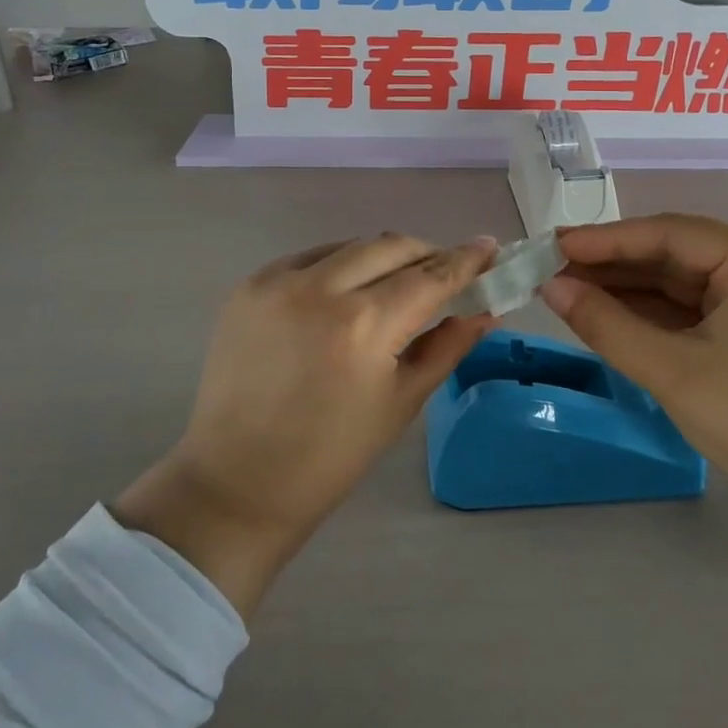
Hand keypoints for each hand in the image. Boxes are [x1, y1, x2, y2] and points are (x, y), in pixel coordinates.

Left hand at [113, 234, 496, 615]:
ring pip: (351, 246)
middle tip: (447, 271)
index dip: (465, 259)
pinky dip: (341, 265)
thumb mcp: (401, 402)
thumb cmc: (330, 456)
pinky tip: (348, 291)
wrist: (237, 481)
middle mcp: (319, 288)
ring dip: (384, 257)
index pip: (429, 276)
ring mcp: (278, 281)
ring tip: (398, 283)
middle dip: (426, 253)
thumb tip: (487, 310)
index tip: (489, 247)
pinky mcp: (250, 285)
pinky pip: (312, 258)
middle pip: (391, 246)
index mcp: (363, 325)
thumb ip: (447, 345)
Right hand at [538, 214, 727, 524]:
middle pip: (675, 255)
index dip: (608, 239)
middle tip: (553, 267)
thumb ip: (605, 324)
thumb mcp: (671, 369)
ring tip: (568, 289)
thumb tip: (550, 287)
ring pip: (680, 283)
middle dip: (614, 265)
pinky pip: (691, 310)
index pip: (671, 233)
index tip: (555, 244)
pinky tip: (607, 312)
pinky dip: (650, 313)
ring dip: (627, 289)